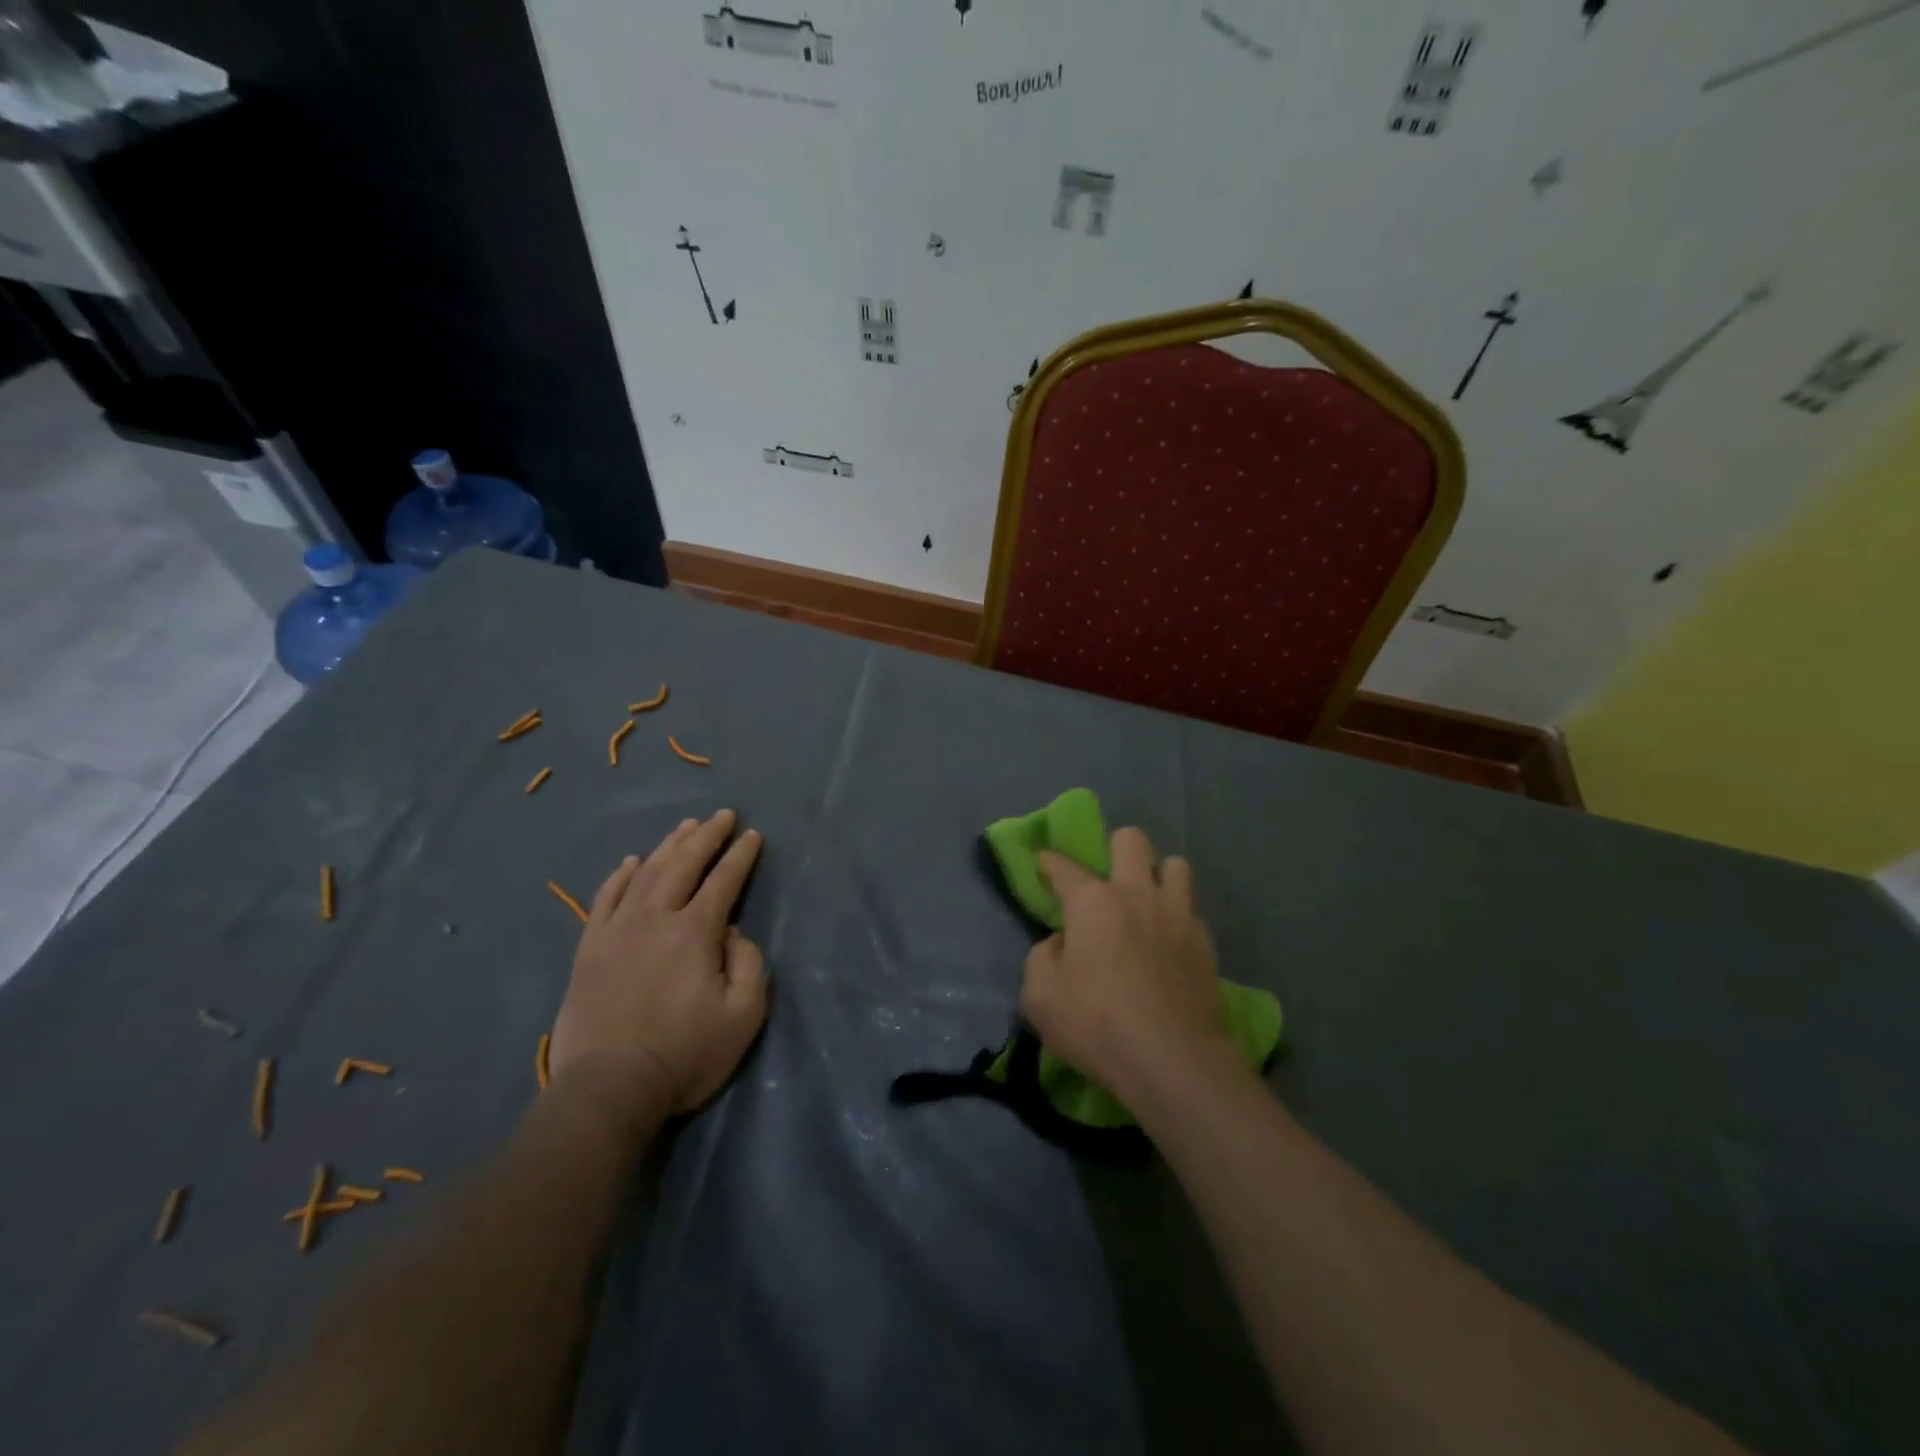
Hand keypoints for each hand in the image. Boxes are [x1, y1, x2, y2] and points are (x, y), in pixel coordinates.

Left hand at [551, 809, 766, 1123]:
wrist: (608, 1088)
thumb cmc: (685, 1054)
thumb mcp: (743, 1015)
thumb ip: (749, 963)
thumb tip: (733, 931)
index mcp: (695, 932)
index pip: (724, 880)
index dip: (741, 855)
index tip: (753, 835)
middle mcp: (656, 918)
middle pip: (684, 864)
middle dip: (707, 836)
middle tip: (723, 815)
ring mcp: (617, 931)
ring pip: (646, 873)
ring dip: (669, 846)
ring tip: (686, 826)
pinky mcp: (590, 949)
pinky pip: (605, 898)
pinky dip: (620, 875)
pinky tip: (632, 861)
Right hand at [1021, 828, 1238, 1103]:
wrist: (1173, 1062)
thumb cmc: (1096, 1024)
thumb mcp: (1039, 996)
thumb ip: (1042, 957)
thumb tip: (1061, 943)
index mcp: (1092, 901)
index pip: (1063, 866)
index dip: (1048, 861)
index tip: (1043, 863)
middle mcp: (1137, 894)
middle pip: (1132, 840)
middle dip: (1116, 848)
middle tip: (1106, 881)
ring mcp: (1178, 915)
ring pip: (1176, 865)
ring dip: (1158, 876)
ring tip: (1147, 904)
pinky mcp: (1206, 944)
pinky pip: (1191, 912)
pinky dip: (1177, 918)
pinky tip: (1169, 945)